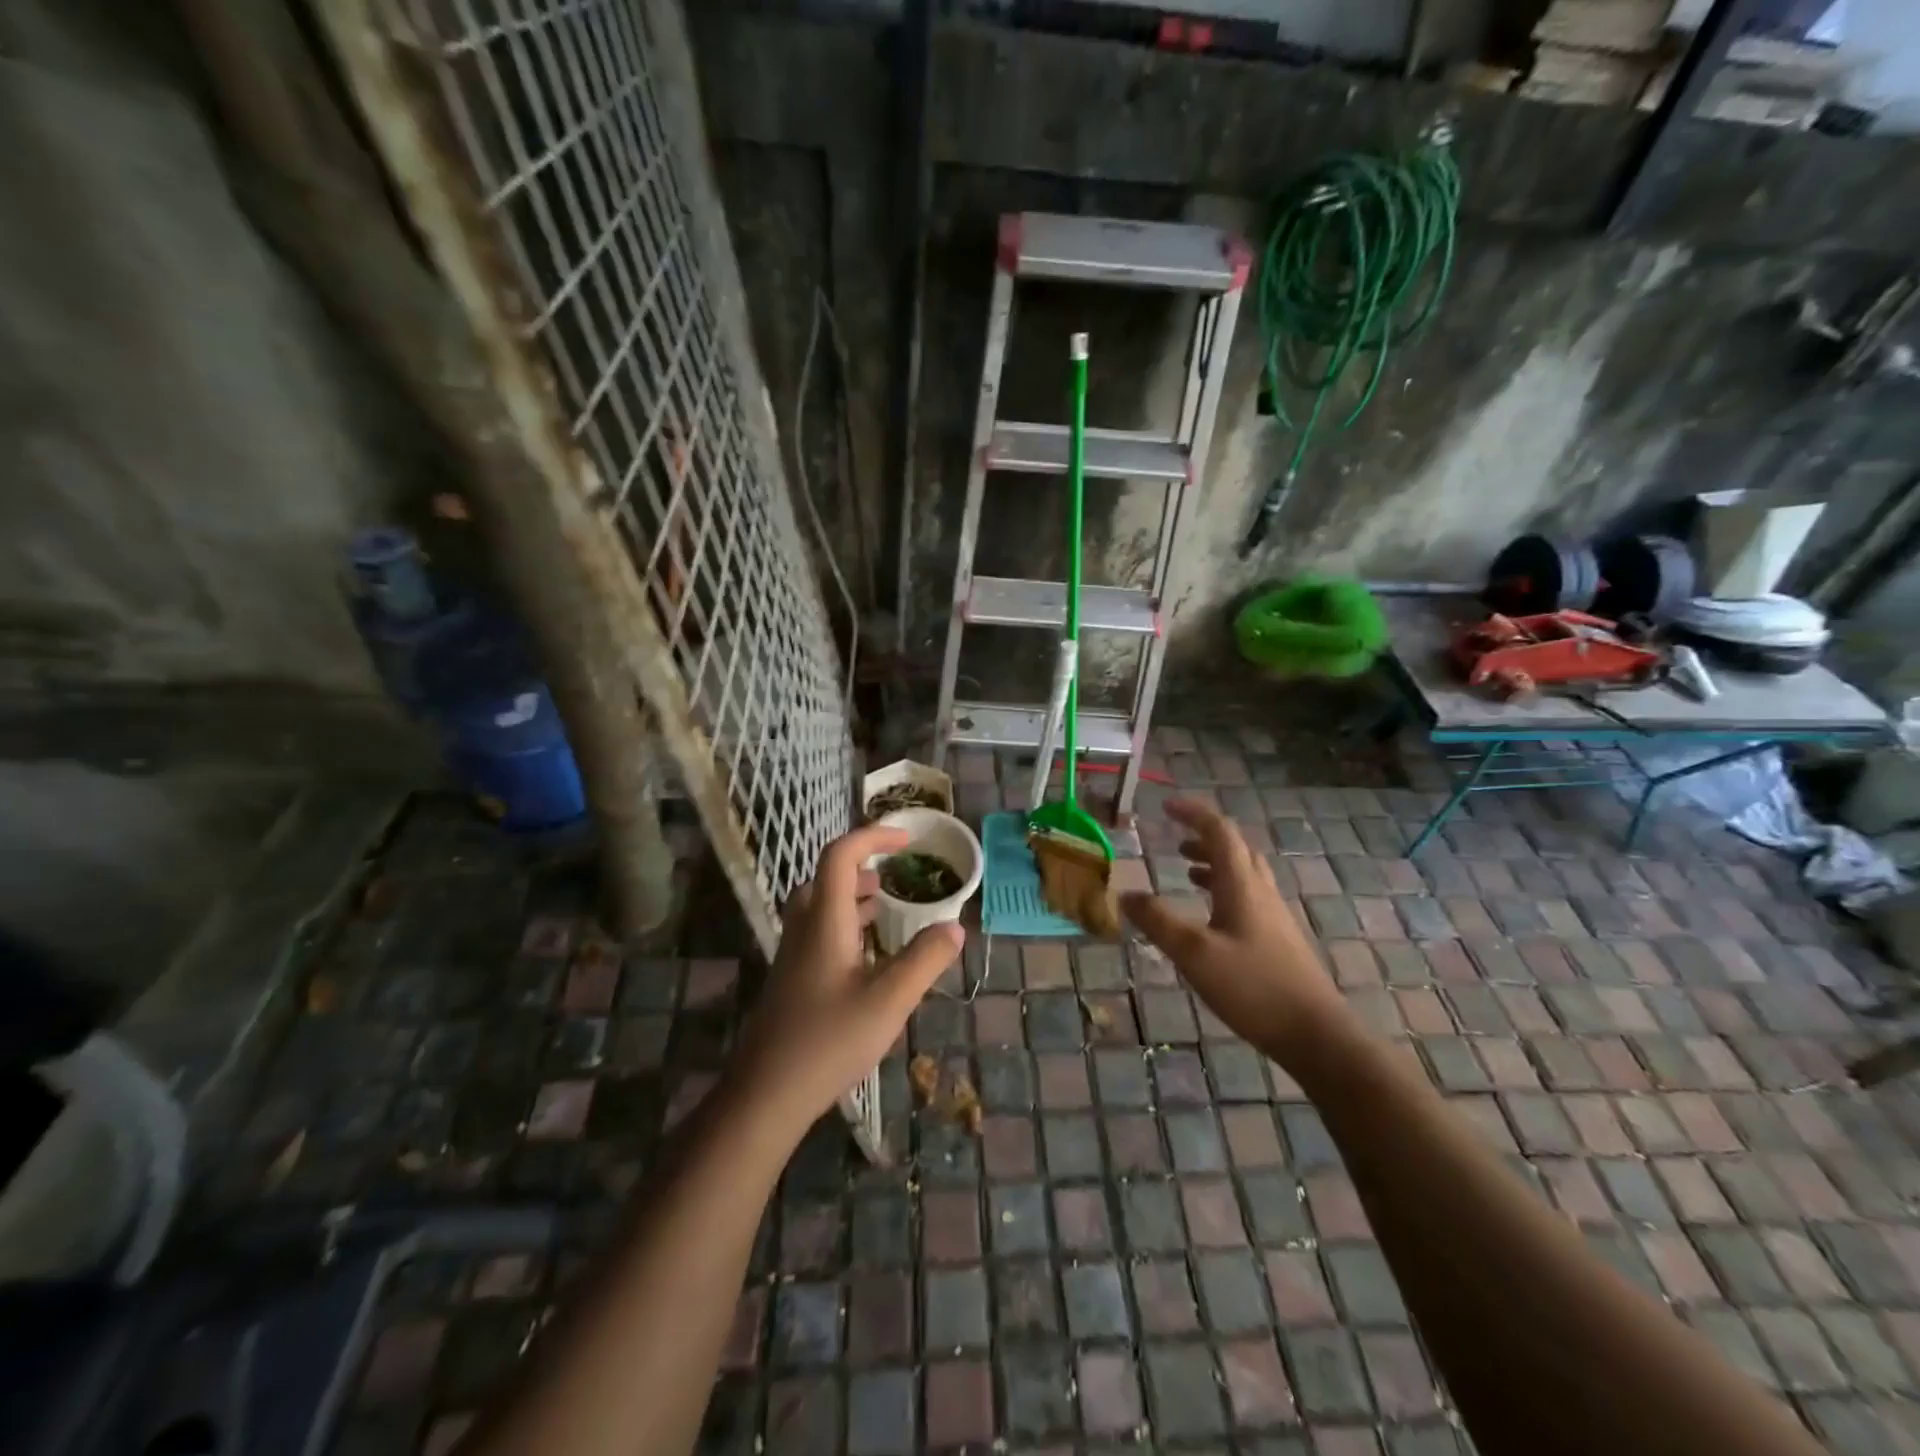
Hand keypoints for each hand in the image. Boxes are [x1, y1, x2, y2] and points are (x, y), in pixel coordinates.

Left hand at [728, 824, 963, 1146]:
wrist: (765, 1095)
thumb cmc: (828, 1041)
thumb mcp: (889, 1000)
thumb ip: (925, 959)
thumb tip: (955, 926)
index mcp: (825, 920)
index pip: (841, 856)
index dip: (873, 836)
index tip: (908, 840)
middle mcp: (804, 928)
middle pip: (825, 877)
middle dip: (861, 866)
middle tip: (894, 876)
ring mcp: (793, 955)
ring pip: (820, 905)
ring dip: (853, 896)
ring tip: (886, 907)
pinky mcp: (792, 979)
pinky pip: (819, 931)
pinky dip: (846, 924)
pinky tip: (868, 955)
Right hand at [1120, 798, 1348, 1065]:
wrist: (1315, 1033)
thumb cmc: (1252, 987)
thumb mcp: (1194, 953)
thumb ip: (1158, 921)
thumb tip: (1125, 894)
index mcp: (1241, 885)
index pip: (1219, 831)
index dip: (1194, 813)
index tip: (1166, 806)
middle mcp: (1261, 891)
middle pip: (1235, 849)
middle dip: (1204, 837)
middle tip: (1175, 839)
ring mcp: (1273, 916)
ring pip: (1243, 874)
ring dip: (1214, 864)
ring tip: (1187, 871)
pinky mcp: (1278, 939)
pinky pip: (1248, 897)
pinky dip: (1224, 890)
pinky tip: (1210, 916)